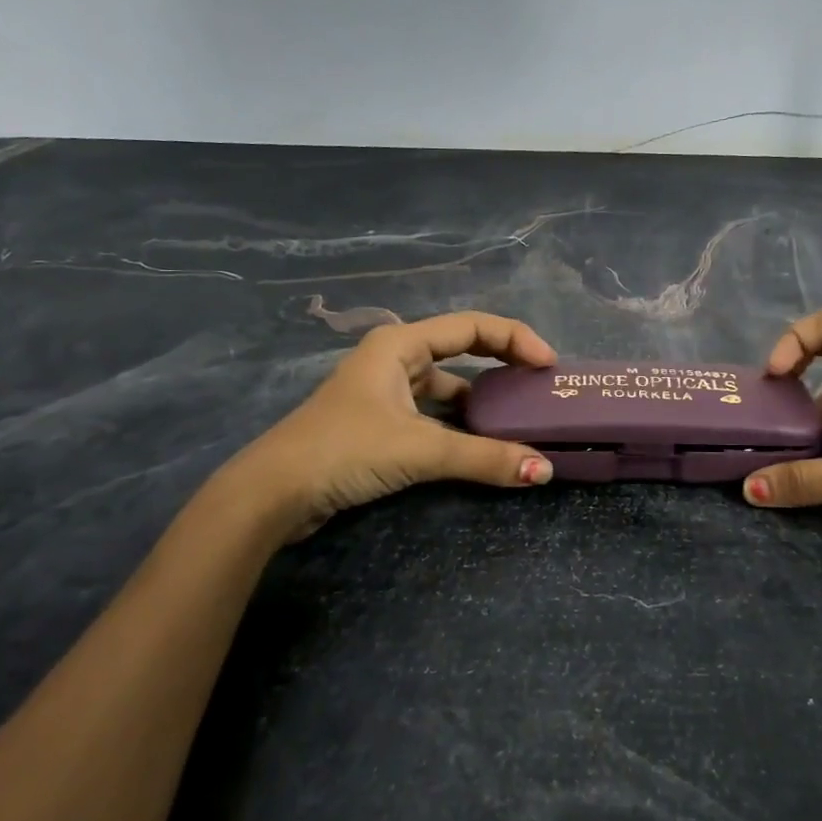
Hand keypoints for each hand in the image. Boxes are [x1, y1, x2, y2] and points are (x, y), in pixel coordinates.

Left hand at [220, 312, 556, 539]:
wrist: (272, 494)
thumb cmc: (345, 450)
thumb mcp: (420, 449)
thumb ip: (484, 457)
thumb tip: (544, 470)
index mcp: (401, 343)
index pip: (473, 326)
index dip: (516, 339)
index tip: (549, 365)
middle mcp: (394, 358)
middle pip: (462, 350)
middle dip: (503, 364)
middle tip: (540, 386)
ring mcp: (385, 391)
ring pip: (448, 386)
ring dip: (482, 401)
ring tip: (521, 418)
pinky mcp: (380, 423)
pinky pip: (434, 413)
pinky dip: (460, 425)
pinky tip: (482, 444)